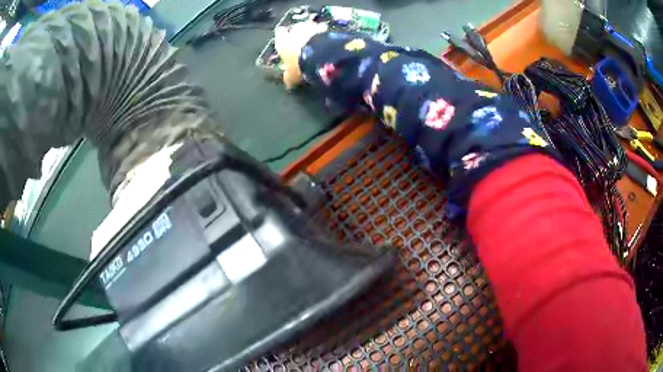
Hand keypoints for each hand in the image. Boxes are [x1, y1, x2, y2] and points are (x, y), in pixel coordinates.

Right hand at [274, 21, 327, 89]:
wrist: (318, 54)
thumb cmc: (299, 65)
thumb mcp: (292, 75)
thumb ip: (289, 76)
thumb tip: (288, 83)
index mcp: (282, 41)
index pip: (280, 33)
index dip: (283, 35)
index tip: (285, 37)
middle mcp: (294, 30)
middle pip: (296, 28)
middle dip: (300, 33)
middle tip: (304, 41)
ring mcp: (309, 27)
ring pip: (309, 26)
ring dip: (312, 31)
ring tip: (317, 40)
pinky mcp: (323, 27)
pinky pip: (322, 28)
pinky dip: (323, 33)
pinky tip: (327, 40)